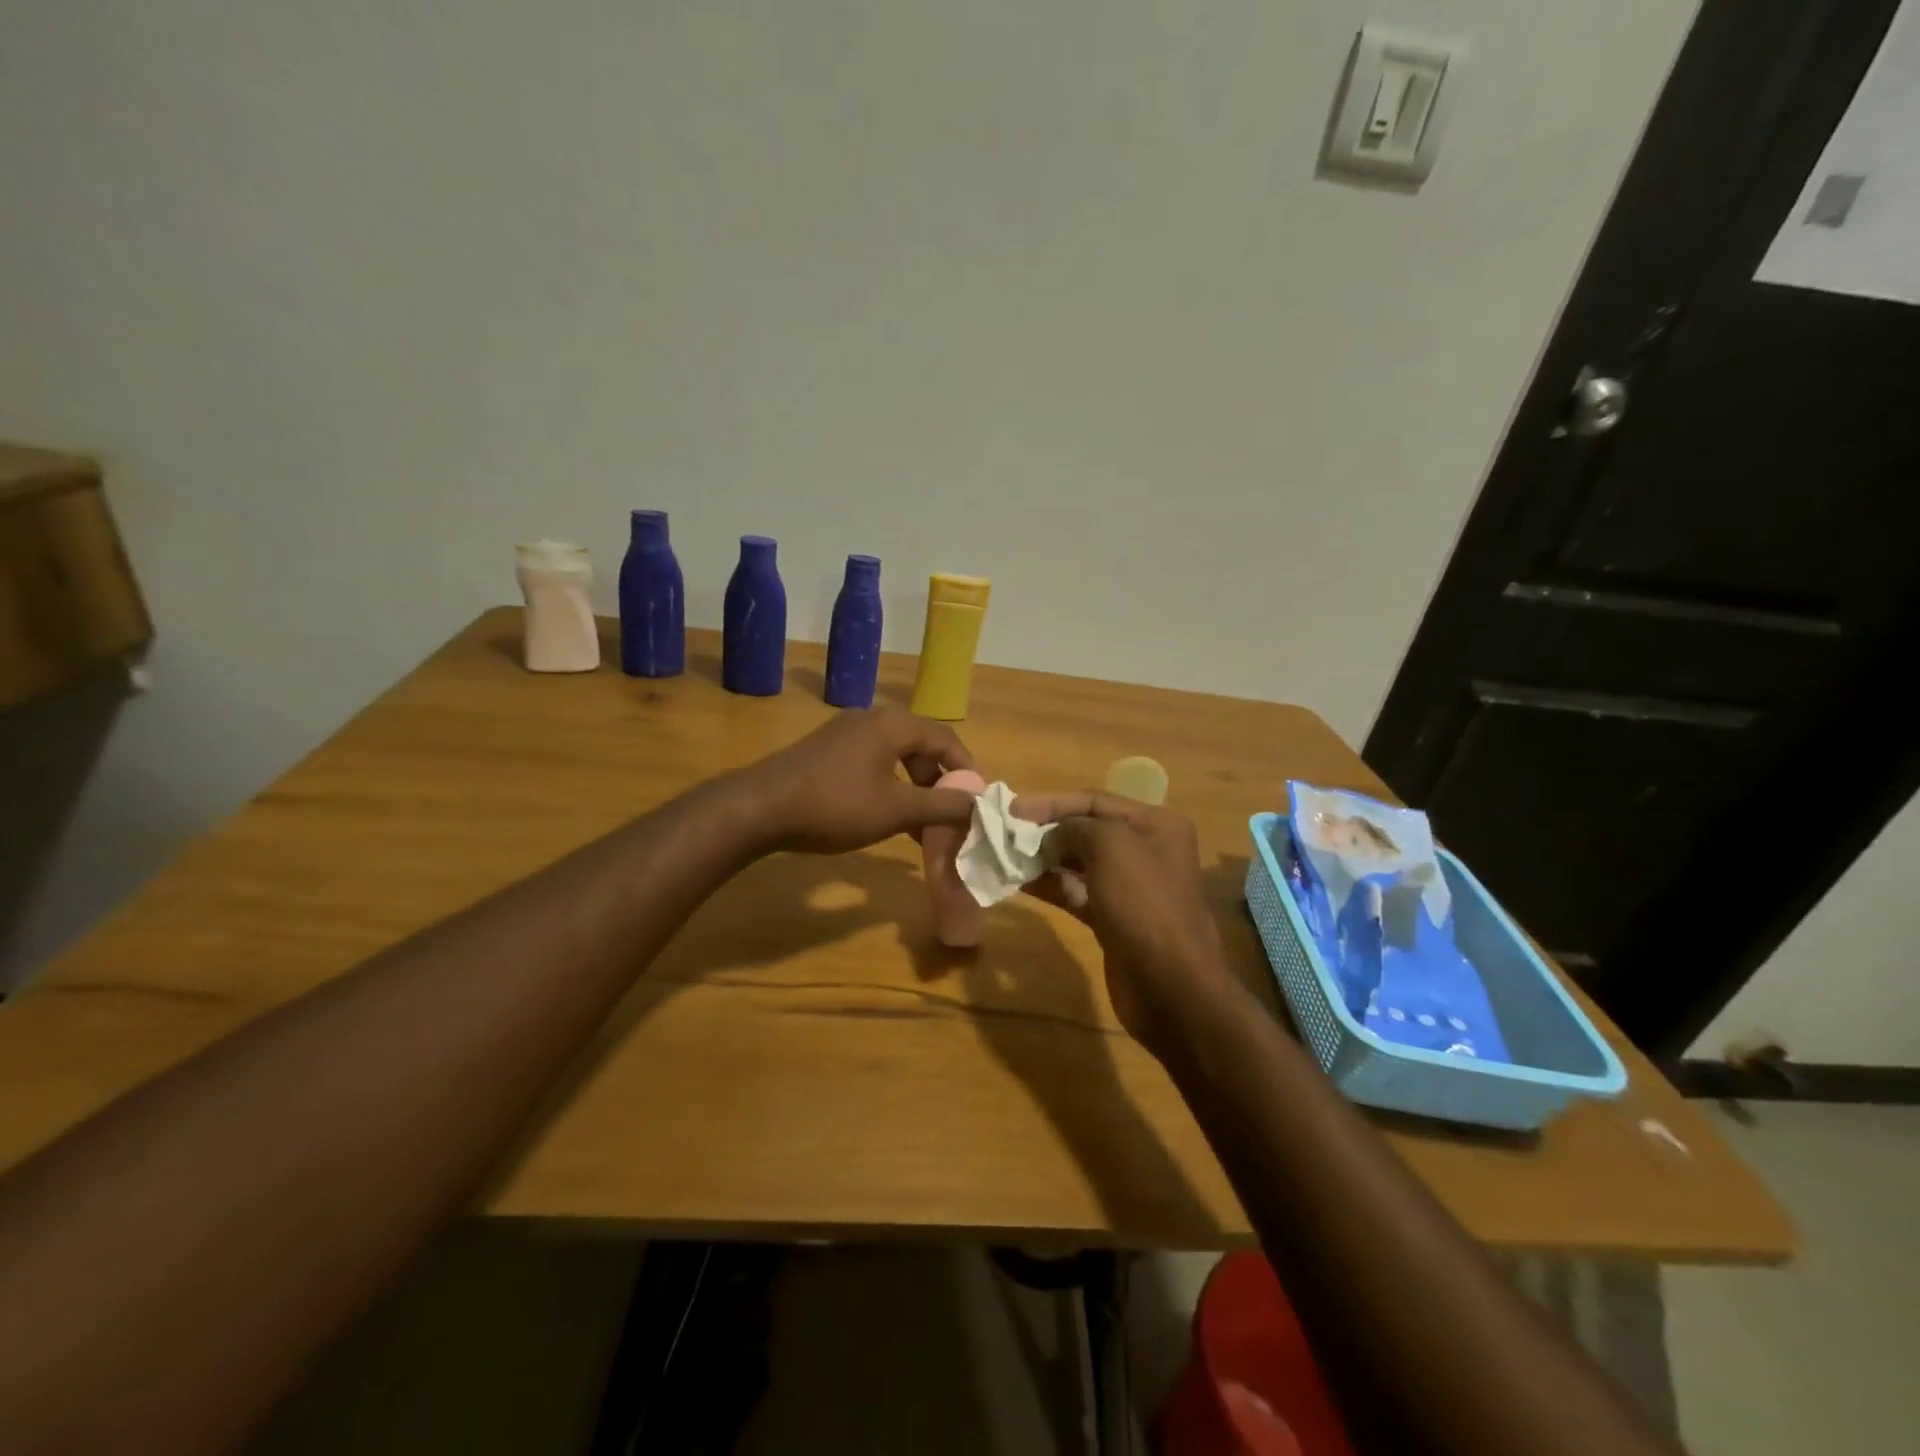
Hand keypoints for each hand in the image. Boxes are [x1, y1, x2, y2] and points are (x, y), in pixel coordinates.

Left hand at [741, 706, 978, 854]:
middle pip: (921, 746)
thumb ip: (941, 805)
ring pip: (896, 758)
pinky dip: (889, 788)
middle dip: (938, 783)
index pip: (946, 739)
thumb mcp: (895, 809)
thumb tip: (979, 802)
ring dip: (914, 790)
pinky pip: (872, 764)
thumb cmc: (834, 805)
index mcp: (893, 724)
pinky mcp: (827, 751)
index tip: (977, 802)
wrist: (759, 808)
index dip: (966, 770)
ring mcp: (846, 733)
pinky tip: (886, 818)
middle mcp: (872, 719)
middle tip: (948, 816)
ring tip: (920, 826)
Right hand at [1012, 791, 1244, 1055]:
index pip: (1095, 800)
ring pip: (1079, 862)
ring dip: (1044, 858)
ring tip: (1007, 856)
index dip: (1052, 802)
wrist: (1170, 985)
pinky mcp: (1114, 918)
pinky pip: (1077, 892)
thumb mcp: (1110, 846)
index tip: (1012, 810)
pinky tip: (1020, 882)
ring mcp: (1130, 886)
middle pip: (1087, 830)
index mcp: (1155, 824)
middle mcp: (1146, 849)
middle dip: (1047, 830)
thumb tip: (1053, 835)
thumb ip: (1075, 827)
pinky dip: (1051, 885)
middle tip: (1006, 834)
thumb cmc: (1144, 903)